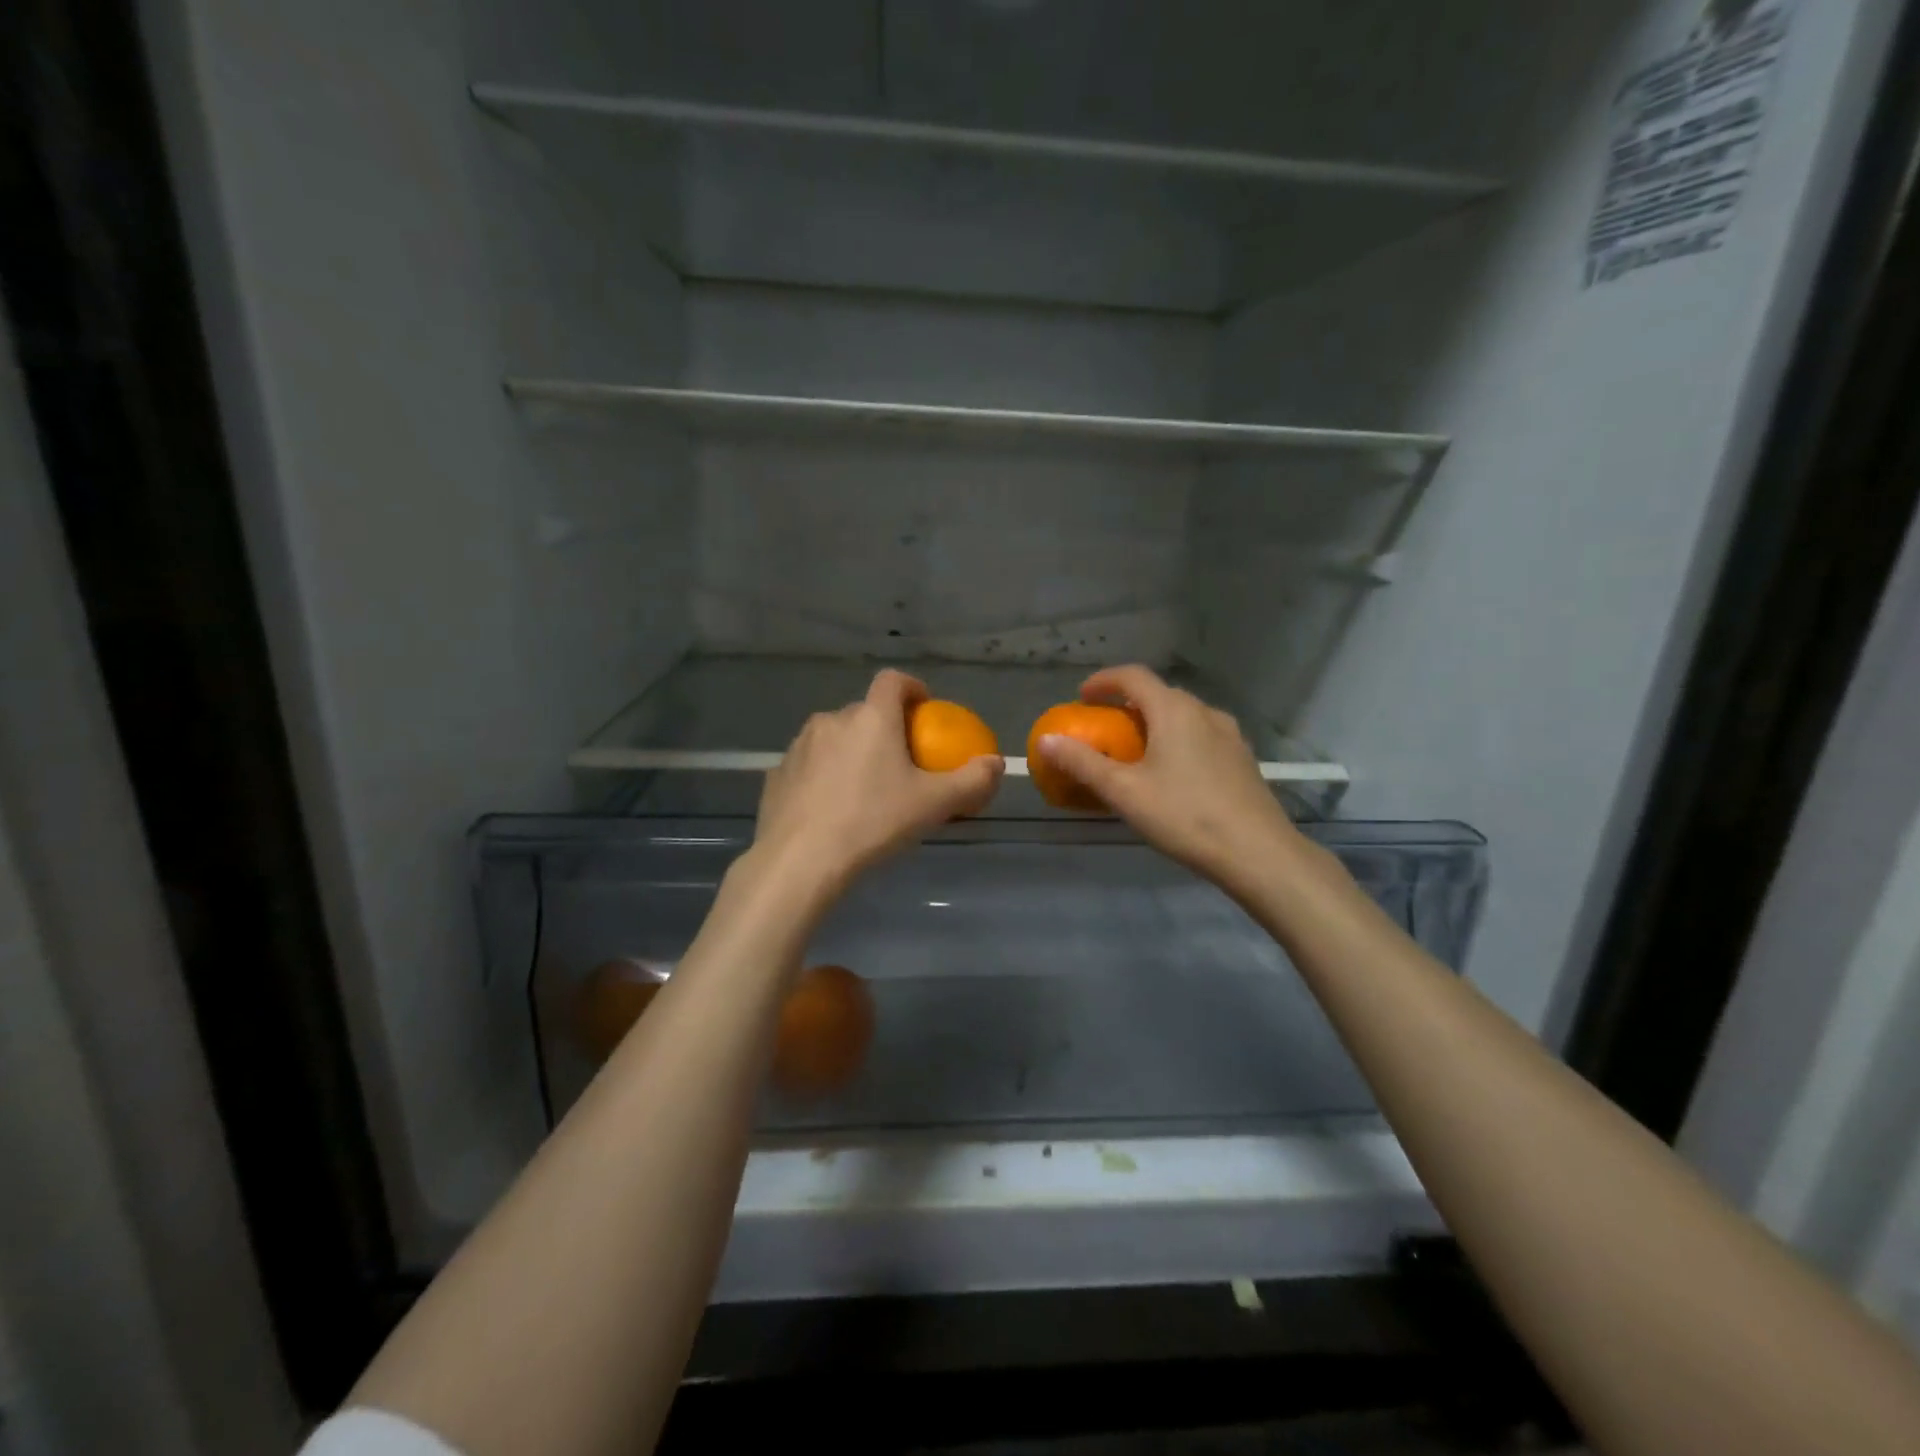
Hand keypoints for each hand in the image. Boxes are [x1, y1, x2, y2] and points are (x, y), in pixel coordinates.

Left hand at [751, 669, 1004, 896]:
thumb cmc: (873, 823)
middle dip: (883, 729)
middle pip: (864, 712)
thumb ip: (972, 781)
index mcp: (871, 718)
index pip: (893, 680)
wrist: (800, 861)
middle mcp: (832, 720)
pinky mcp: (776, 774)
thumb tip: (997, 764)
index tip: (924, 709)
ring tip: (864, 788)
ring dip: (851, 751)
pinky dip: (823, 775)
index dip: (912, 688)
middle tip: (899, 764)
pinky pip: (809, 765)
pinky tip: (830, 808)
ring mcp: (799, 746)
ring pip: (833, 737)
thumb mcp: (933, 805)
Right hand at [1034, 665, 1300, 895]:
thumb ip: (1083, 763)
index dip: (1104, 680)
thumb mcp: (1124, 792)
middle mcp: (1205, 712)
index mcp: (1174, 710)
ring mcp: (1230, 735)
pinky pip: (1202, 736)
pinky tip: (1174, 773)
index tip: (1082, 697)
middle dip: (1128, 704)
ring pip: (1184, 715)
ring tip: (1138, 750)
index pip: (1134, 676)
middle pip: (1160, 694)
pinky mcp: (1243, 759)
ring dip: (1156, 722)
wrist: (1258, 853)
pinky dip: (1179, 740)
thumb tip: (1046, 741)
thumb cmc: (1185, 815)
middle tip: (1106, 728)